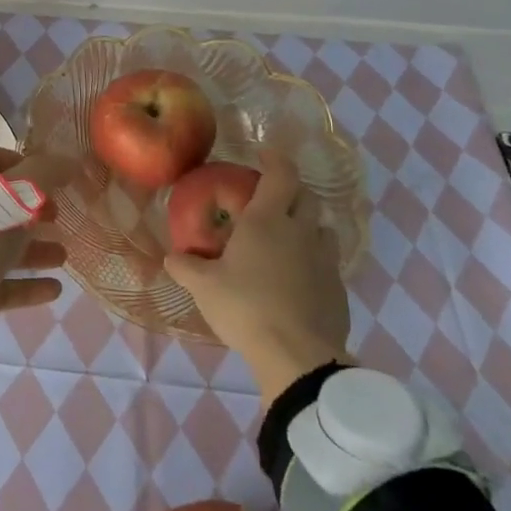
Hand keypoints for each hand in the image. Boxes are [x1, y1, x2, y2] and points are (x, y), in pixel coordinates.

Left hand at [0, 143, 73, 384]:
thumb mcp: (14, 197)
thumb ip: (44, 175)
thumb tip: (69, 160)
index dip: (18, 162)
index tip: (50, 177)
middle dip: (31, 209)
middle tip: (60, 217)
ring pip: (2, 245)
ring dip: (33, 248)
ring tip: (64, 256)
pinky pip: (1, 284)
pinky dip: (27, 285)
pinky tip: (54, 290)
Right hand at [164, 146, 351, 405]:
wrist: (298, 357)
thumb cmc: (246, 307)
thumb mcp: (203, 287)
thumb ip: (185, 267)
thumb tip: (171, 258)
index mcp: (267, 221)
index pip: (281, 174)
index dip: (275, 159)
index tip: (263, 153)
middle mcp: (300, 232)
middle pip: (307, 196)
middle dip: (291, 190)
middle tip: (271, 197)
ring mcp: (325, 261)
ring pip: (322, 229)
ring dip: (307, 225)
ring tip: (287, 238)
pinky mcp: (339, 291)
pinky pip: (328, 263)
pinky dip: (314, 260)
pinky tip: (298, 279)